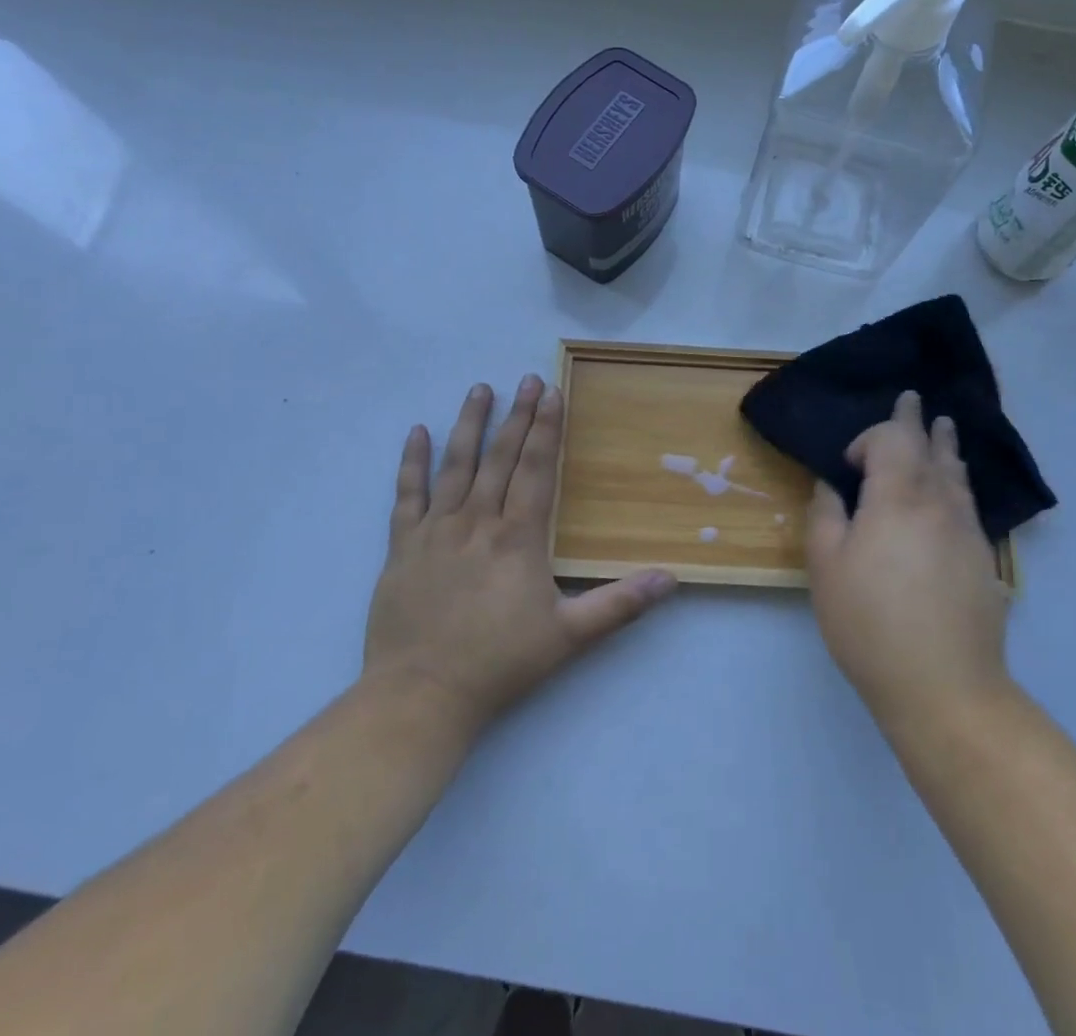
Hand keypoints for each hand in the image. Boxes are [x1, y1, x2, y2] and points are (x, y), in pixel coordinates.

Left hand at [362, 376, 677, 739]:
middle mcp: (477, 521)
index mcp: (517, 537)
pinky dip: (412, 462)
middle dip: (517, 416)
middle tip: (527, 379)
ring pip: (455, 465)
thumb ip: (620, 604)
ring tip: (480, 389)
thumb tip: (672, 579)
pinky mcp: (403, 546)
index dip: (546, 429)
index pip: (536, 469)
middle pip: (500, 457)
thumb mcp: (569, 636)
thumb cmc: (500, 663)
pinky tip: (417, 432)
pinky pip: (407, 495)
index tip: (552, 392)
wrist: (421, 695)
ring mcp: (436, 530)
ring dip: (469, 424)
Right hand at [805, 391, 1011, 727]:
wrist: (944, 686)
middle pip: (930, 447)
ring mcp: (967, 530)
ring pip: (956, 473)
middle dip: (917, 422)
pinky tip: (954, 488)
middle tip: (913, 399)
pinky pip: (968, 501)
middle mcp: (939, 502)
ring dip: (946, 446)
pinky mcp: (983, 559)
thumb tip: (834, 487)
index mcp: (898, 497)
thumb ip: (826, 515)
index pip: (891, 439)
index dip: (871, 437)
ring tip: (944, 427)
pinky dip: (957, 480)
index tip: (851, 464)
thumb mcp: (826, 567)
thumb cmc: (870, 622)